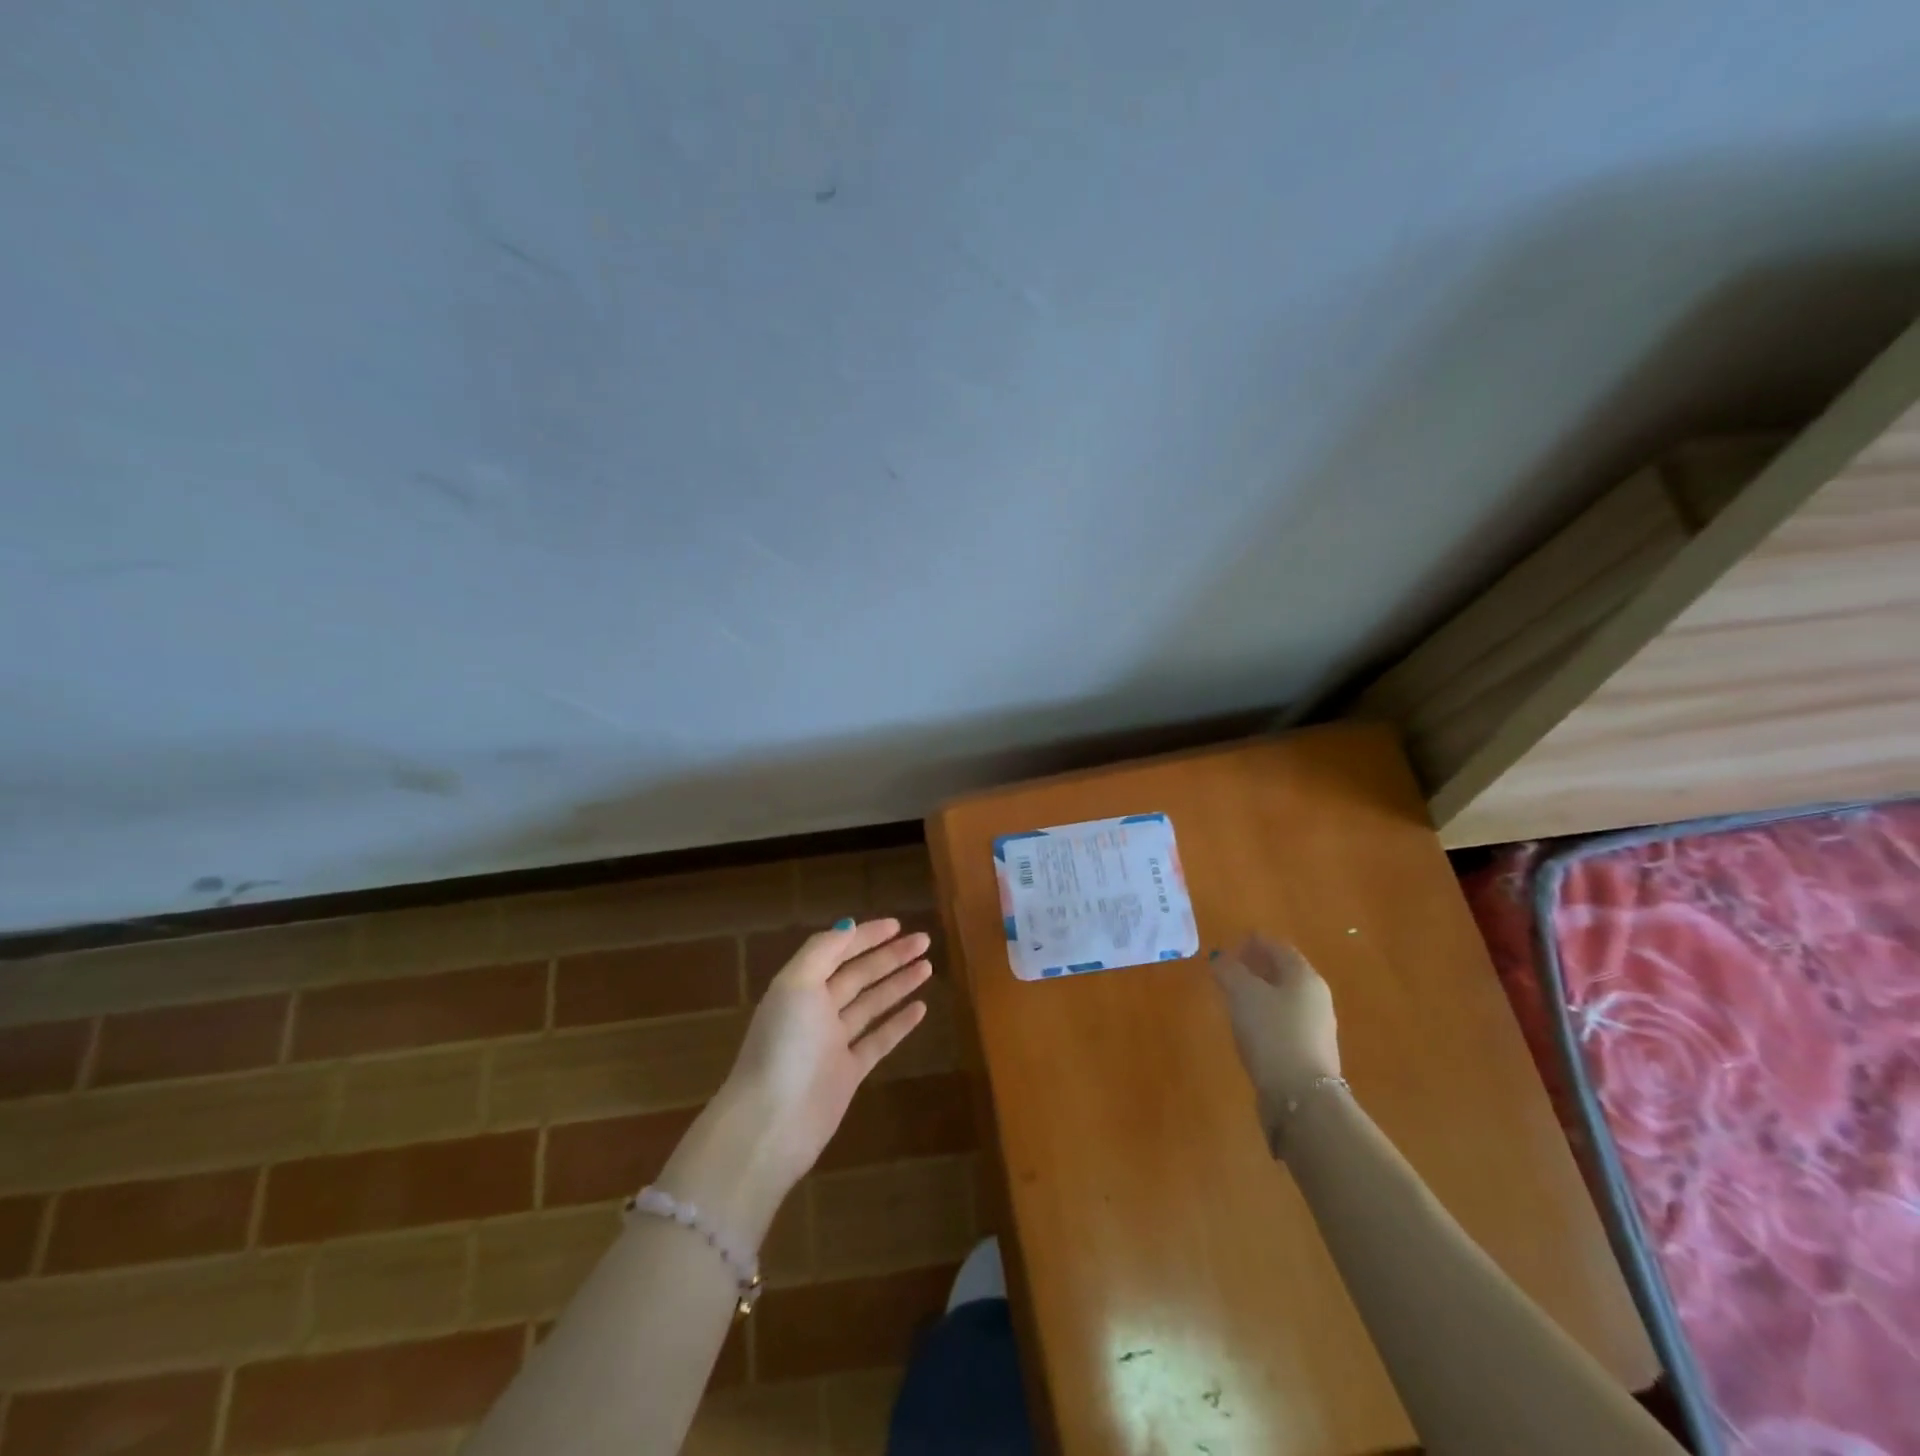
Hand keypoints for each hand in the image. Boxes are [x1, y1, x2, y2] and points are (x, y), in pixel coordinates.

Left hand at [725, 917, 931, 1186]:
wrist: (772, 1123)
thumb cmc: (784, 1046)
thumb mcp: (796, 985)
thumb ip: (822, 951)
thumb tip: (848, 926)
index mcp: (800, 986)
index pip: (838, 951)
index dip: (866, 936)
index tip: (898, 924)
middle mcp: (816, 1010)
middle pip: (859, 974)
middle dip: (890, 956)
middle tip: (924, 941)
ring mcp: (833, 1043)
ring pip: (872, 1004)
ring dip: (898, 984)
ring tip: (928, 967)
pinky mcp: (848, 1074)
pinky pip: (878, 1040)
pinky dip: (899, 1023)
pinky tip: (921, 1008)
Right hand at [1211, 936, 1340, 1151]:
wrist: (1301, 1097)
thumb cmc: (1272, 1033)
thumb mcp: (1243, 993)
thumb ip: (1229, 970)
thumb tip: (1219, 958)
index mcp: (1304, 977)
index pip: (1279, 948)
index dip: (1256, 942)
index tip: (1234, 941)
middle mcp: (1316, 998)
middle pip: (1284, 973)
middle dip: (1258, 966)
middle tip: (1230, 966)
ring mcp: (1316, 1028)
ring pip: (1284, 998)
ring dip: (1260, 992)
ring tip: (1233, 995)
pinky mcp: (1308, 1053)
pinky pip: (1283, 1022)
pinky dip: (1265, 1015)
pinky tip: (1248, 1025)